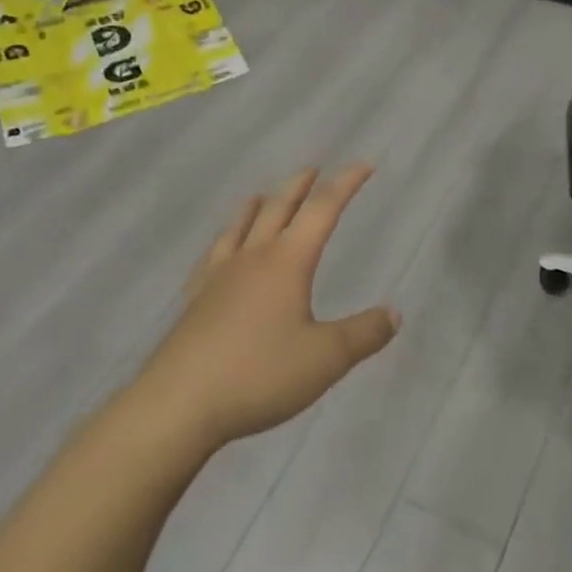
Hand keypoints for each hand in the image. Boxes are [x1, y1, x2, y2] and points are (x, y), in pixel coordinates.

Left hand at [120, 165, 399, 461]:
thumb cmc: (258, 375)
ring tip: (262, 195)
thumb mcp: (326, 358)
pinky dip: (222, 242)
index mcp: (287, 261)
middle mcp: (252, 258)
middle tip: (313, 170)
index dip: (345, 184)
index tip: (364, 165)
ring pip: (240, 227)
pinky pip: (211, 258)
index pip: (323, 209)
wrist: (177, 406)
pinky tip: (218, 252)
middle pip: (278, 208)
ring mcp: (218, 278)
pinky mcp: (194, 302)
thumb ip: (363, 333)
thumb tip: (394, 314)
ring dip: (257, 205)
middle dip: (300, 186)